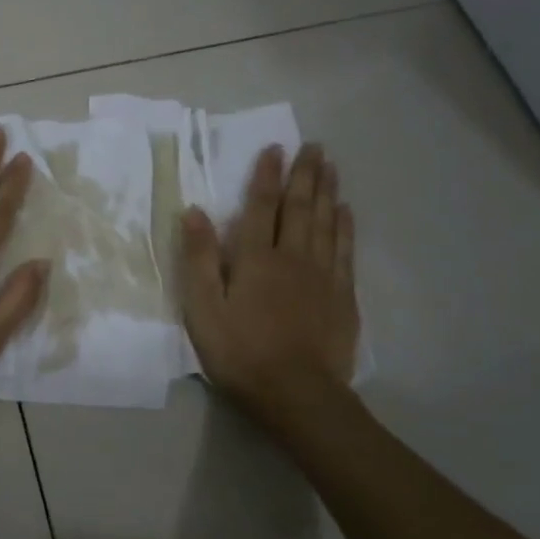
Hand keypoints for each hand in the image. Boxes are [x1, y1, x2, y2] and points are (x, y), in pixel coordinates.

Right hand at [178, 143, 359, 414]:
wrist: (297, 393)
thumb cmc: (240, 352)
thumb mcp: (203, 308)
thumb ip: (199, 258)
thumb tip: (194, 211)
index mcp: (255, 258)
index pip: (260, 207)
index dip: (265, 176)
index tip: (274, 147)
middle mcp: (292, 257)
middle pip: (300, 207)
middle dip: (304, 174)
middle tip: (313, 145)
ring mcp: (321, 275)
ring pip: (326, 222)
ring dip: (327, 191)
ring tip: (330, 166)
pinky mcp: (341, 296)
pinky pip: (344, 250)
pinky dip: (345, 226)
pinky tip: (346, 211)